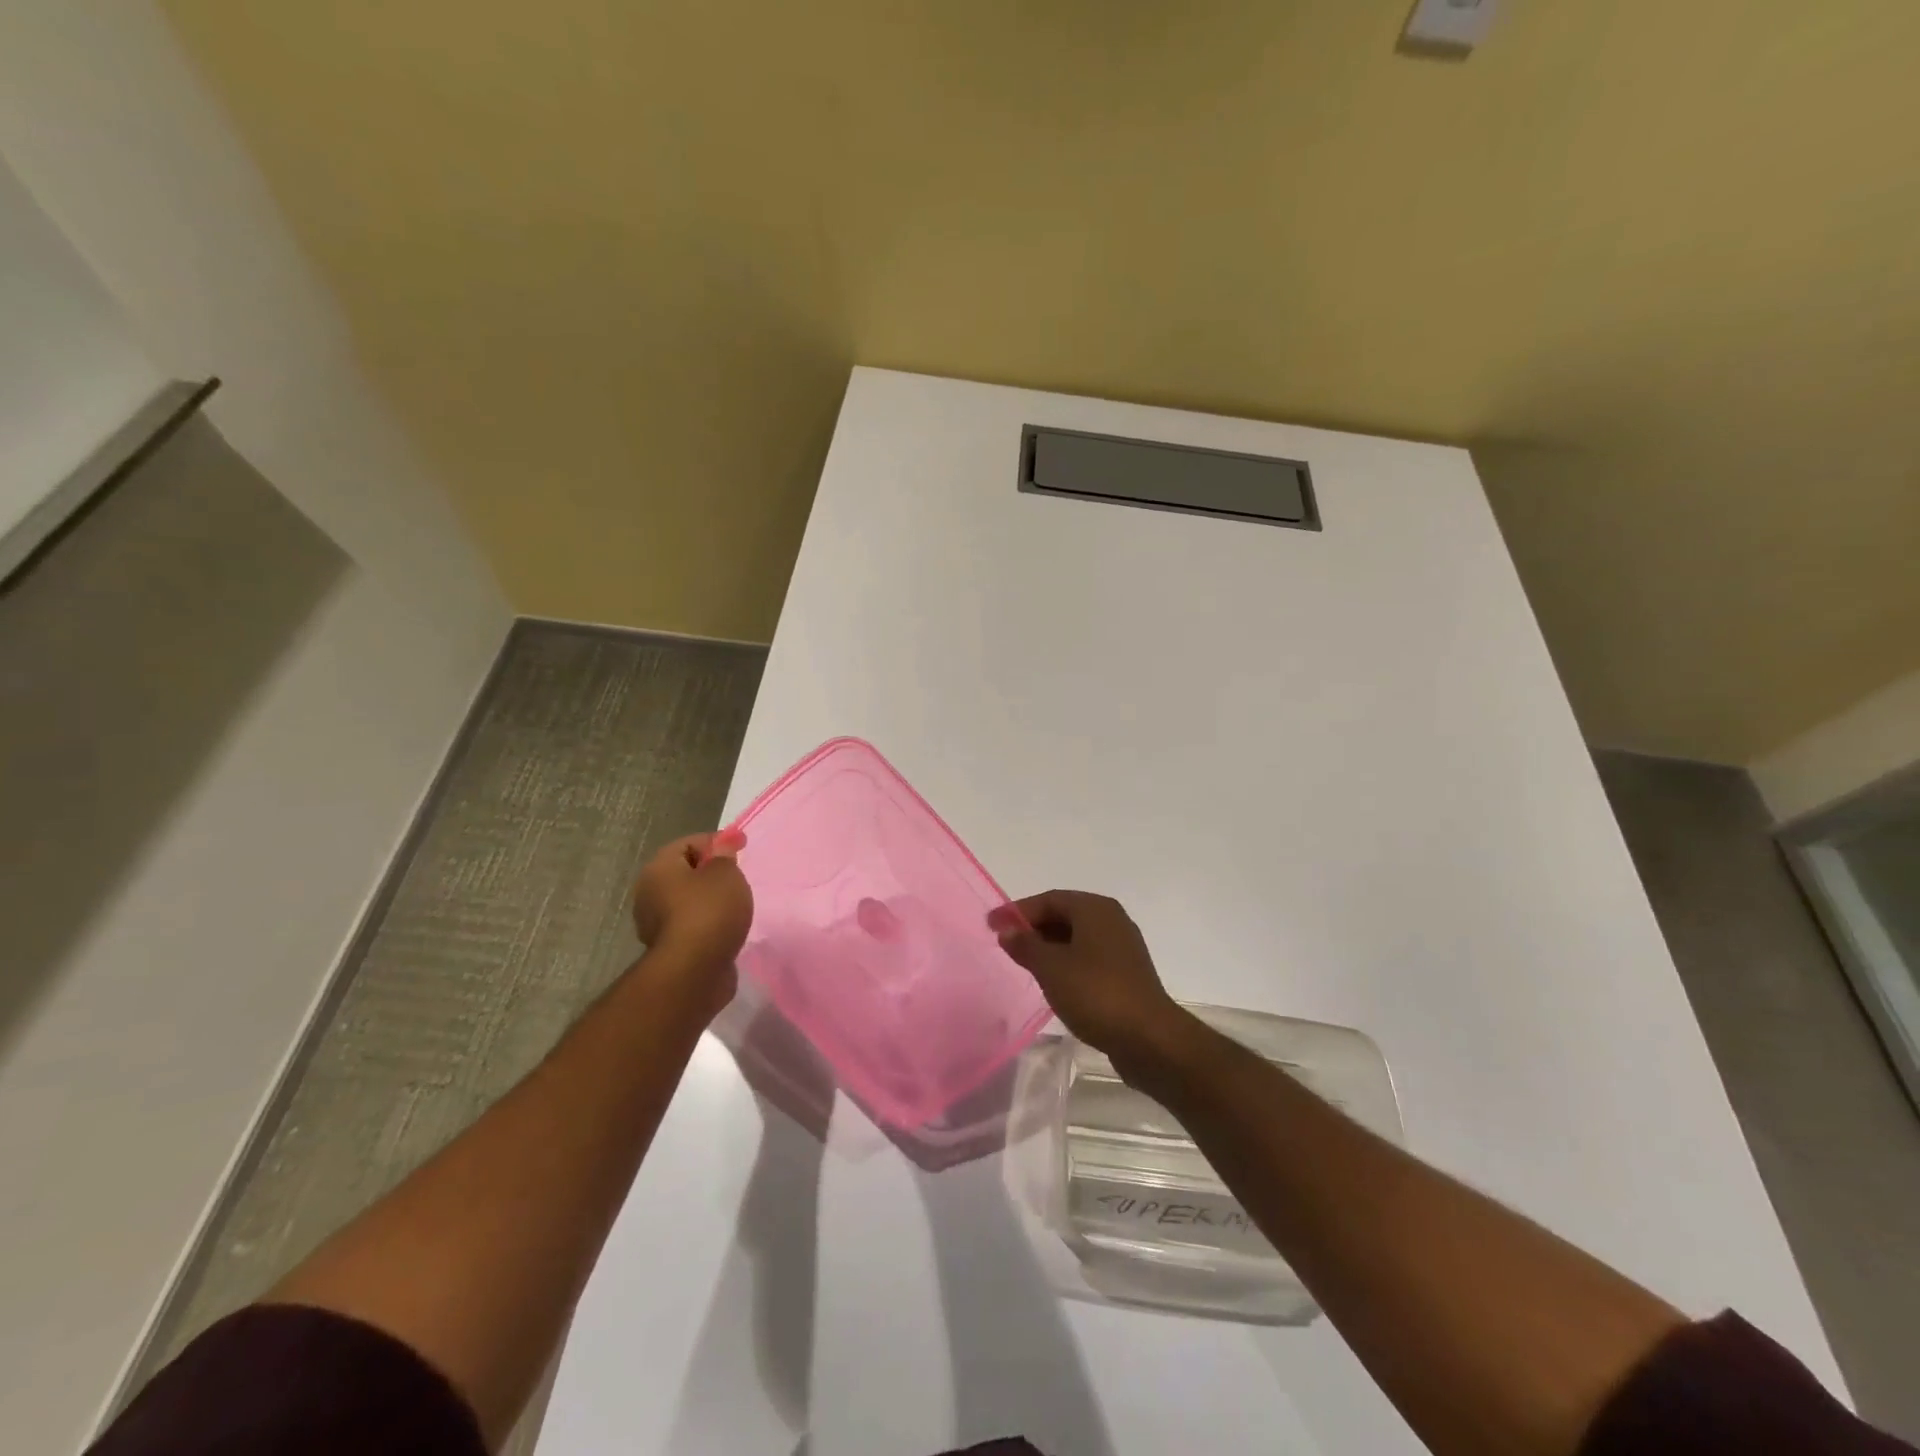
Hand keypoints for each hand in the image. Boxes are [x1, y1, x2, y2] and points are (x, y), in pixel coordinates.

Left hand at [632, 830, 752, 995]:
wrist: (694, 972)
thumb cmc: (709, 912)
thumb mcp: (726, 873)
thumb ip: (725, 855)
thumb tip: (722, 843)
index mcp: (659, 868)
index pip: (688, 843)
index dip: (716, 841)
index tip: (742, 847)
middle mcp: (649, 893)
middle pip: (685, 872)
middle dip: (711, 872)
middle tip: (738, 875)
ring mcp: (656, 924)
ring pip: (688, 901)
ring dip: (710, 900)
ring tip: (736, 903)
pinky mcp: (669, 948)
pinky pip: (692, 925)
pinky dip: (708, 923)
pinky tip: (726, 927)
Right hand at [989, 890, 1187, 1066]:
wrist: (1149, 1038)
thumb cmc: (1096, 994)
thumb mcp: (1051, 968)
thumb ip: (1026, 945)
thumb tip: (1007, 930)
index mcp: (1095, 909)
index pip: (1049, 899)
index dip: (1017, 911)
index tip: (991, 925)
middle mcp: (1112, 920)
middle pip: (1064, 915)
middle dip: (1033, 927)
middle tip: (1005, 943)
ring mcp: (1122, 947)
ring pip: (1076, 937)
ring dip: (1049, 946)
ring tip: (1024, 963)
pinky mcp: (1127, 973)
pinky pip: (1088, 957)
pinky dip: (1066, 962)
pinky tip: (1053, 981)